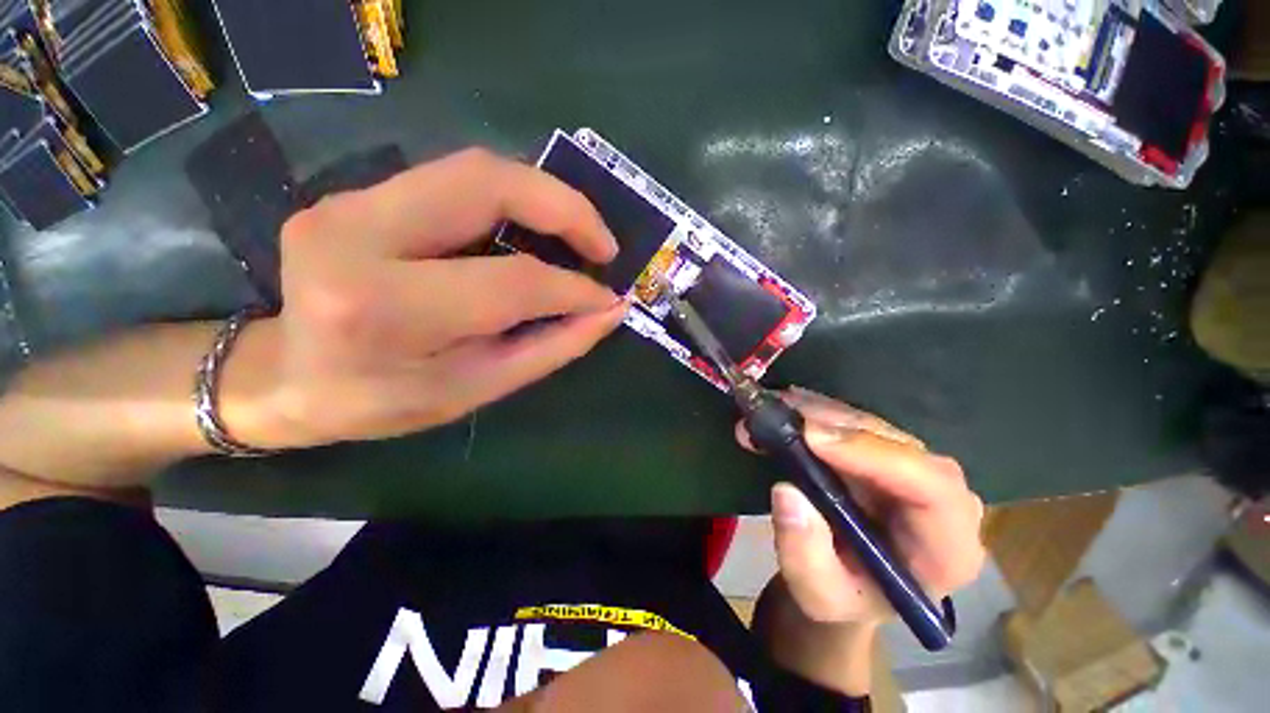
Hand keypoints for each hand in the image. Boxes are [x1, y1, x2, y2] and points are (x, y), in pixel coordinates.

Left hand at [226, 148, 628, 448]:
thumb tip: (609, 311)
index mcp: (385, 308)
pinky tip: (534, 228)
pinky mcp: (357, 194)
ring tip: (579, 234)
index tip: (608, 297)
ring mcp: (349, 201)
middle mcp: (357, 235)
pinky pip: (456, 181)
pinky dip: (512, 199)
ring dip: (543, 196)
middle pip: (487, 183)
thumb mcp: (477, 387)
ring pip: (474, 169)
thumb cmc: (382, 400)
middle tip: (604, 244)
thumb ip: (550, 346)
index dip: (573, 288)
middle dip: (565, 207)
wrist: (287, 377)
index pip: (509, 282)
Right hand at [740, 387, 985, 626]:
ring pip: (873, 426)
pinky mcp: (885, 453)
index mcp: (946, 547)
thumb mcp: (817, 595)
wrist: (849, 583)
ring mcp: (913, 470)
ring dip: (819, 411)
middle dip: (835, 424)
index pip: (933, 489)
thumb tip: (786, 491)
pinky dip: (817, 411)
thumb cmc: (843, 597)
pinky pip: (854, 422)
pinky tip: (787, 404)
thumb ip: (803, 555)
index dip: (873, 454)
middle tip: (780, 413)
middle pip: (900, 446)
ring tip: (772, 406)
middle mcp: (941, 500)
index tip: (812, 437)